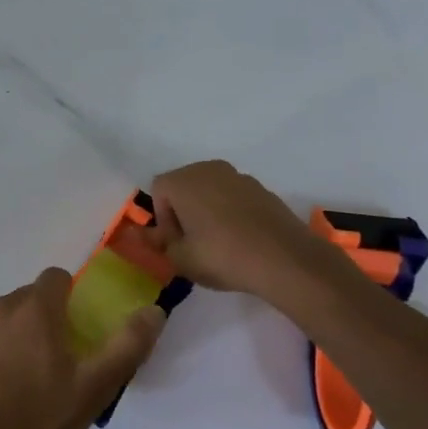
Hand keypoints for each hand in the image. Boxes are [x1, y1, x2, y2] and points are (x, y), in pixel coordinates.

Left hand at [0, 268, 164, 428]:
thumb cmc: (39, 418)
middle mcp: (2, 305)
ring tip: (20, 377)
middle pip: (29, 298)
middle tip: (53, 362)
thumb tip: (153, 310)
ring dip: (13, 332)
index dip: (69, 299)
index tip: (75, 331)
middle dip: (43, 319)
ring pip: (1, 315)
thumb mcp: (94, 388)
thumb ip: (127, 346)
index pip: (57, 278)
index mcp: (38, 308)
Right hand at [150, 159, 340, 302]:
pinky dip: (231, 214)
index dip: (163, 219)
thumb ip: (158, 244)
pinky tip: (241, 241)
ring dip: (208, 212)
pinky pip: (235, 198)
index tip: (175, 243)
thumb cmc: (221, 256)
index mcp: (184, 180)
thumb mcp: (180, 259)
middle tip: (192, 244)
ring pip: (211, 191)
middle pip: (185, 186)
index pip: (158, 190)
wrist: (284, 259)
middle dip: (183, 212)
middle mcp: (209, 169)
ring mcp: (239, 177)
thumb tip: (143, 235)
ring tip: (218, 244)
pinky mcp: (263, 190)